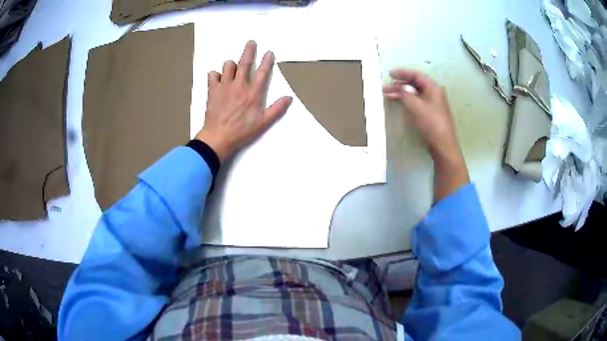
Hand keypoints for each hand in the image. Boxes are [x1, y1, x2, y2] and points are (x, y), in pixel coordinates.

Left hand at [195, 40, 292, 160]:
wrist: (218, 137)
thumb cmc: (242, 131)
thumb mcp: (263, 123)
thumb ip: (277, 109)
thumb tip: (289, 97)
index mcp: (253, 93)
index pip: (263, 73)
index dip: (267, 61)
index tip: (269, 52)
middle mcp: (239, 85)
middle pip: (245, 63)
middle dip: (249, 51)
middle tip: (251, 42)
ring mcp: (225, 86)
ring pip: (228, 65)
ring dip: (231, 65)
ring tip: (233, 69)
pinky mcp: (213, 90)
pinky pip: (212, 74)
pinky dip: (215, 75)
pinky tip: (218, 80)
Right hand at [383, 69, 459, 160]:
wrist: (443, 146)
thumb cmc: (432, 124)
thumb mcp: (416, 107)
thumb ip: (406, 94)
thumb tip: (400, 88)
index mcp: (434, 88)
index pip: (417, 75)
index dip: (403, 73)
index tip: (390, 73)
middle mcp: (434, 94)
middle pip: (415, 84)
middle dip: (400, 84)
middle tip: (386, 86)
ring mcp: (433, 104)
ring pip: (415, 94)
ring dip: (401, 93)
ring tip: (387, 95)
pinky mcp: (430, 114)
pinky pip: (416, 102)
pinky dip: (406, 100)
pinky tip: (398, 102)